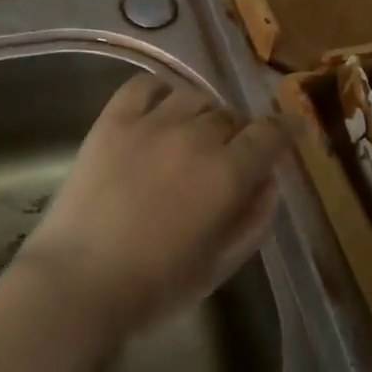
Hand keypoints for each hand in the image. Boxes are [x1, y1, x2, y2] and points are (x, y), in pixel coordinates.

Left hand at [11, 73, 296, 345]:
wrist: (79, 281)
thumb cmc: (155, 286)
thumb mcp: (221, 263)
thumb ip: (255, 218)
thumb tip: (270, 180)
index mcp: (228, 174)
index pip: (269, 134)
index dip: (285, 129)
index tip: (291, 127)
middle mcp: (195, 137)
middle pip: (230, 116)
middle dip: (239, 132)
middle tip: (230, 154)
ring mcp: (151, 123)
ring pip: (194, 97)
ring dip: (203, 114)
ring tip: (193, 135)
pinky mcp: (113, 120)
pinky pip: (145, 85)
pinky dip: (161, 91)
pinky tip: (161, 110)